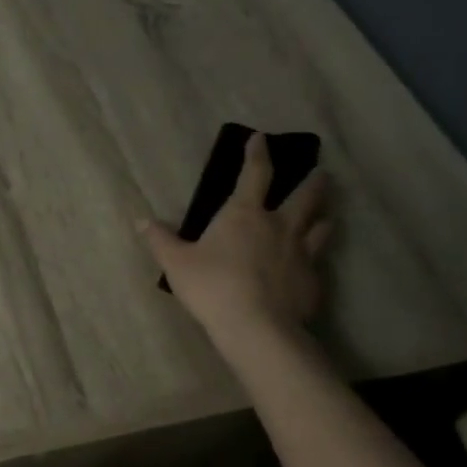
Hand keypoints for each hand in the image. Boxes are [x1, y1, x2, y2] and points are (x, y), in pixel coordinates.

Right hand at [140, 131, 332, 343]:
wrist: (257, 328)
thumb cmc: (212, 286)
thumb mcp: (176, 262)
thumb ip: (160, 240)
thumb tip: (141, 221)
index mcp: (244, 213)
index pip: (255, 173)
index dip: (257, 153)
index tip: (261, 138)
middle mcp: (279, 226)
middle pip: (305, 196)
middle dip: (313, 182)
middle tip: (322, 173)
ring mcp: (301, 253)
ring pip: (321, 226)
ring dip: (323, 216)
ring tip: (325, 214)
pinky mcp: (313, 281)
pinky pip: (318, 262)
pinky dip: (315, 257)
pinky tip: (310, 266)